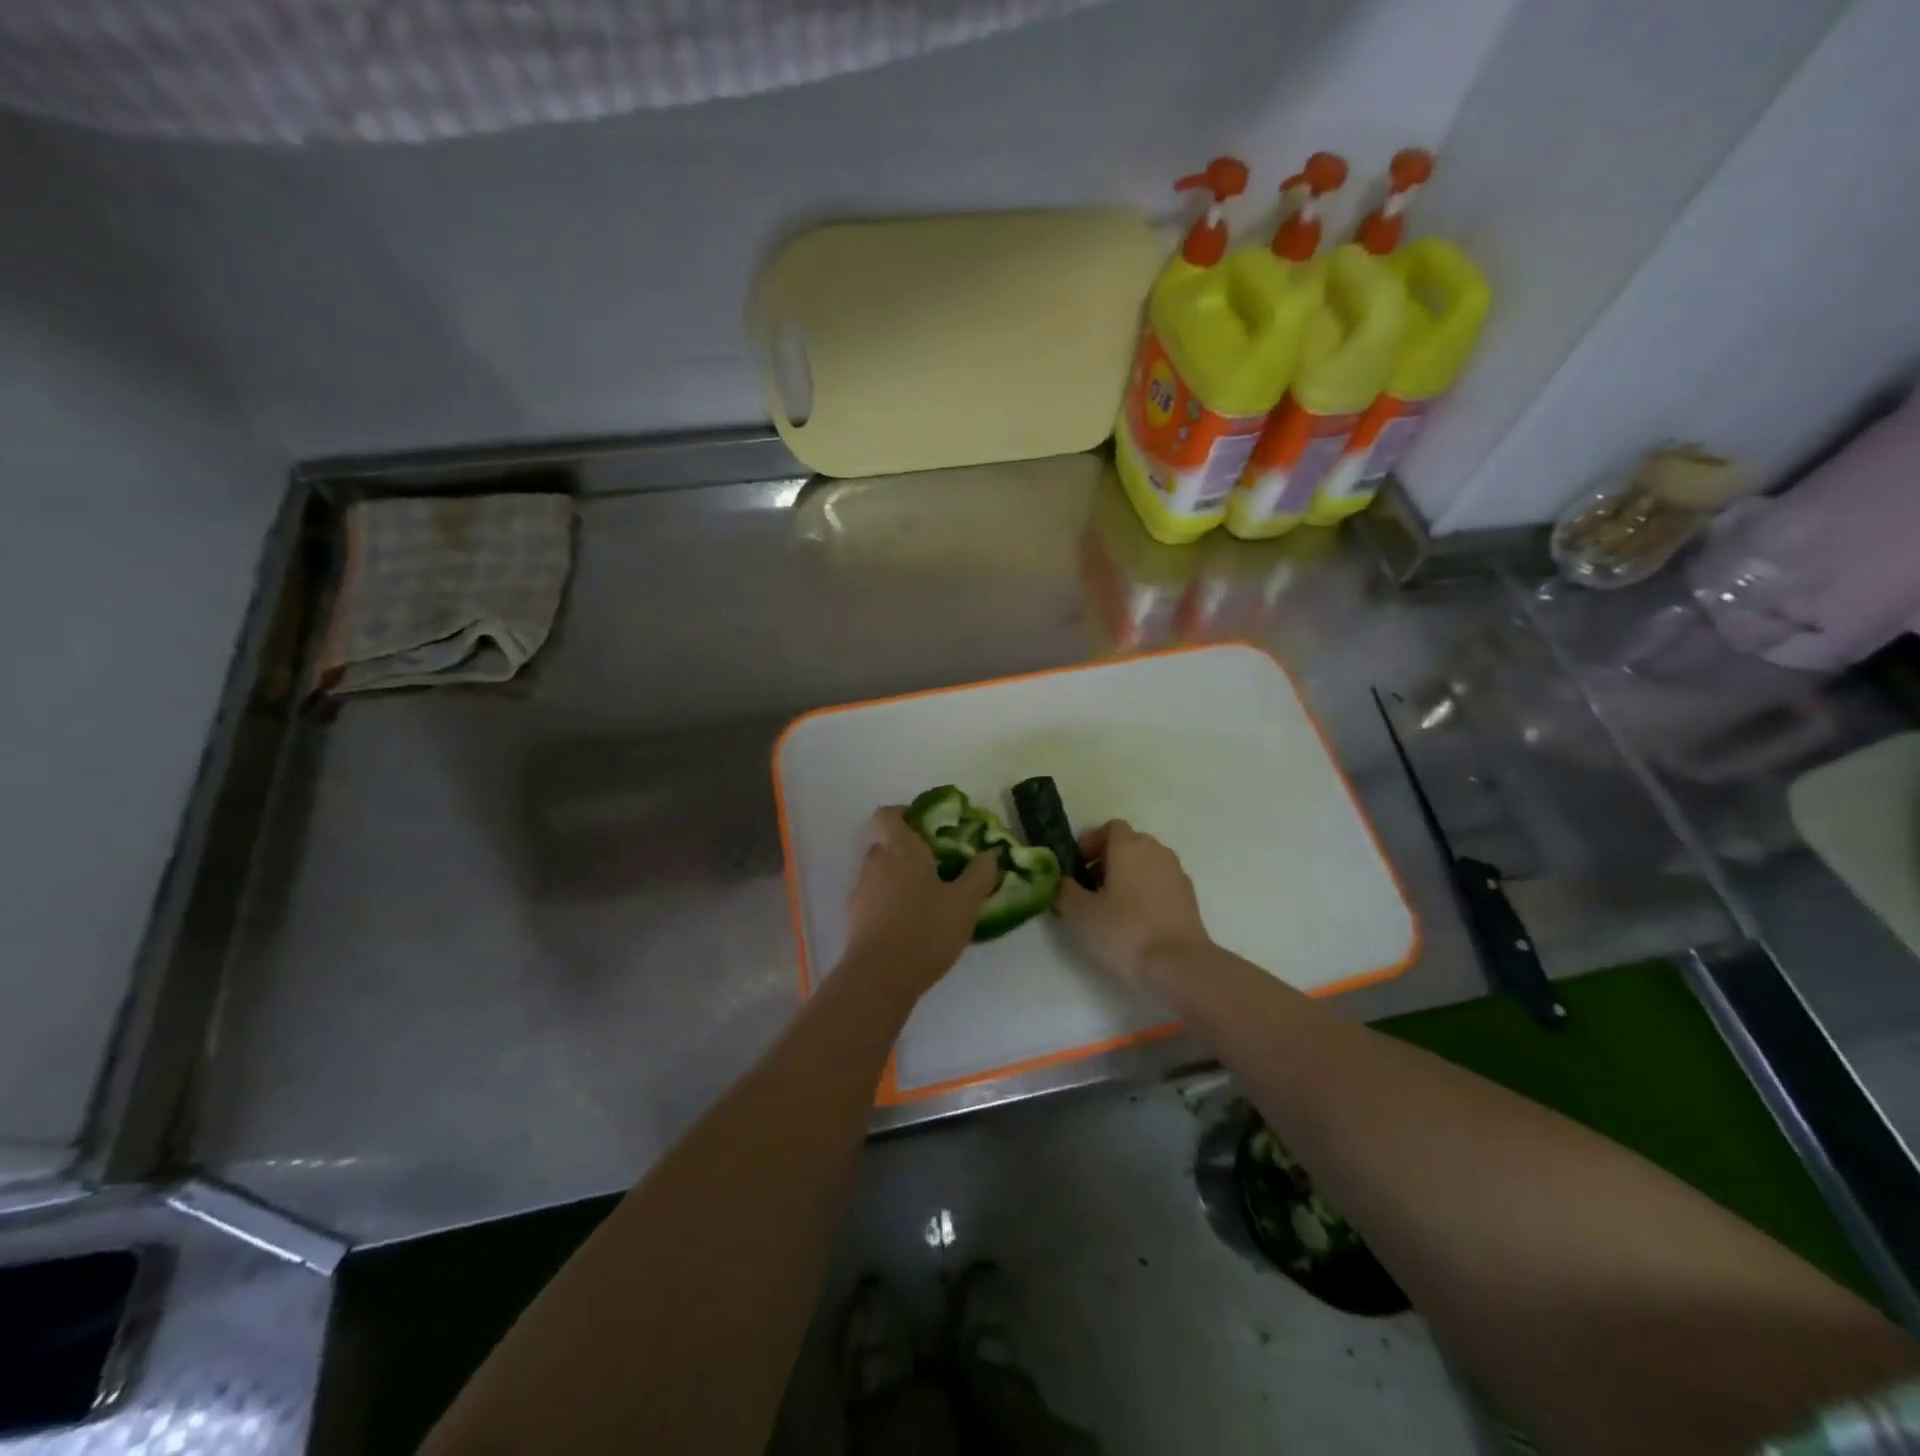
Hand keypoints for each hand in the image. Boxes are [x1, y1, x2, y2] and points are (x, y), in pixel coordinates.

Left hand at [842, 807, 997, 995]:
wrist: (880, 977)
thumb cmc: (926, 930)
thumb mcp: (965, 903)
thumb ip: (979, 874)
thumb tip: (990, 853)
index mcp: (900, 849)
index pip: (888, 814)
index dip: (905, 814)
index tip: (929, 827)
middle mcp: (875, 862)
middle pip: (886, 843)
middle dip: (909, 850)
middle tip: (939, 865)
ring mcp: (861, 890)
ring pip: (881, 872)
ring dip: (900, 877)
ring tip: (928, 898)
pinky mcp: (855, 918)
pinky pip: (875, 897)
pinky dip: (890, 901)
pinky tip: (912, 923)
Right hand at [1056, 820, 1211, 983]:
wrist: (1179, 964)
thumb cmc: (1124, 931)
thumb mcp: (1079, 913)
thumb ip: (1063, 890)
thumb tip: (1061, 880)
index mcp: (1129, 846)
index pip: (1110, 828)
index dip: (1091, 842)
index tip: (1077, 866)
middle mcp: (1156, 851)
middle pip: (1129, 844)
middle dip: (1107, 860)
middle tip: (1089, 887)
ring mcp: (1177, 873)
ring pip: (1146, 863)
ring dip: (1128, 876)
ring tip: (1111, 907)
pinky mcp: (1189, 897)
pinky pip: (1161, 883)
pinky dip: (1146, 892)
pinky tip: (1136, 921)